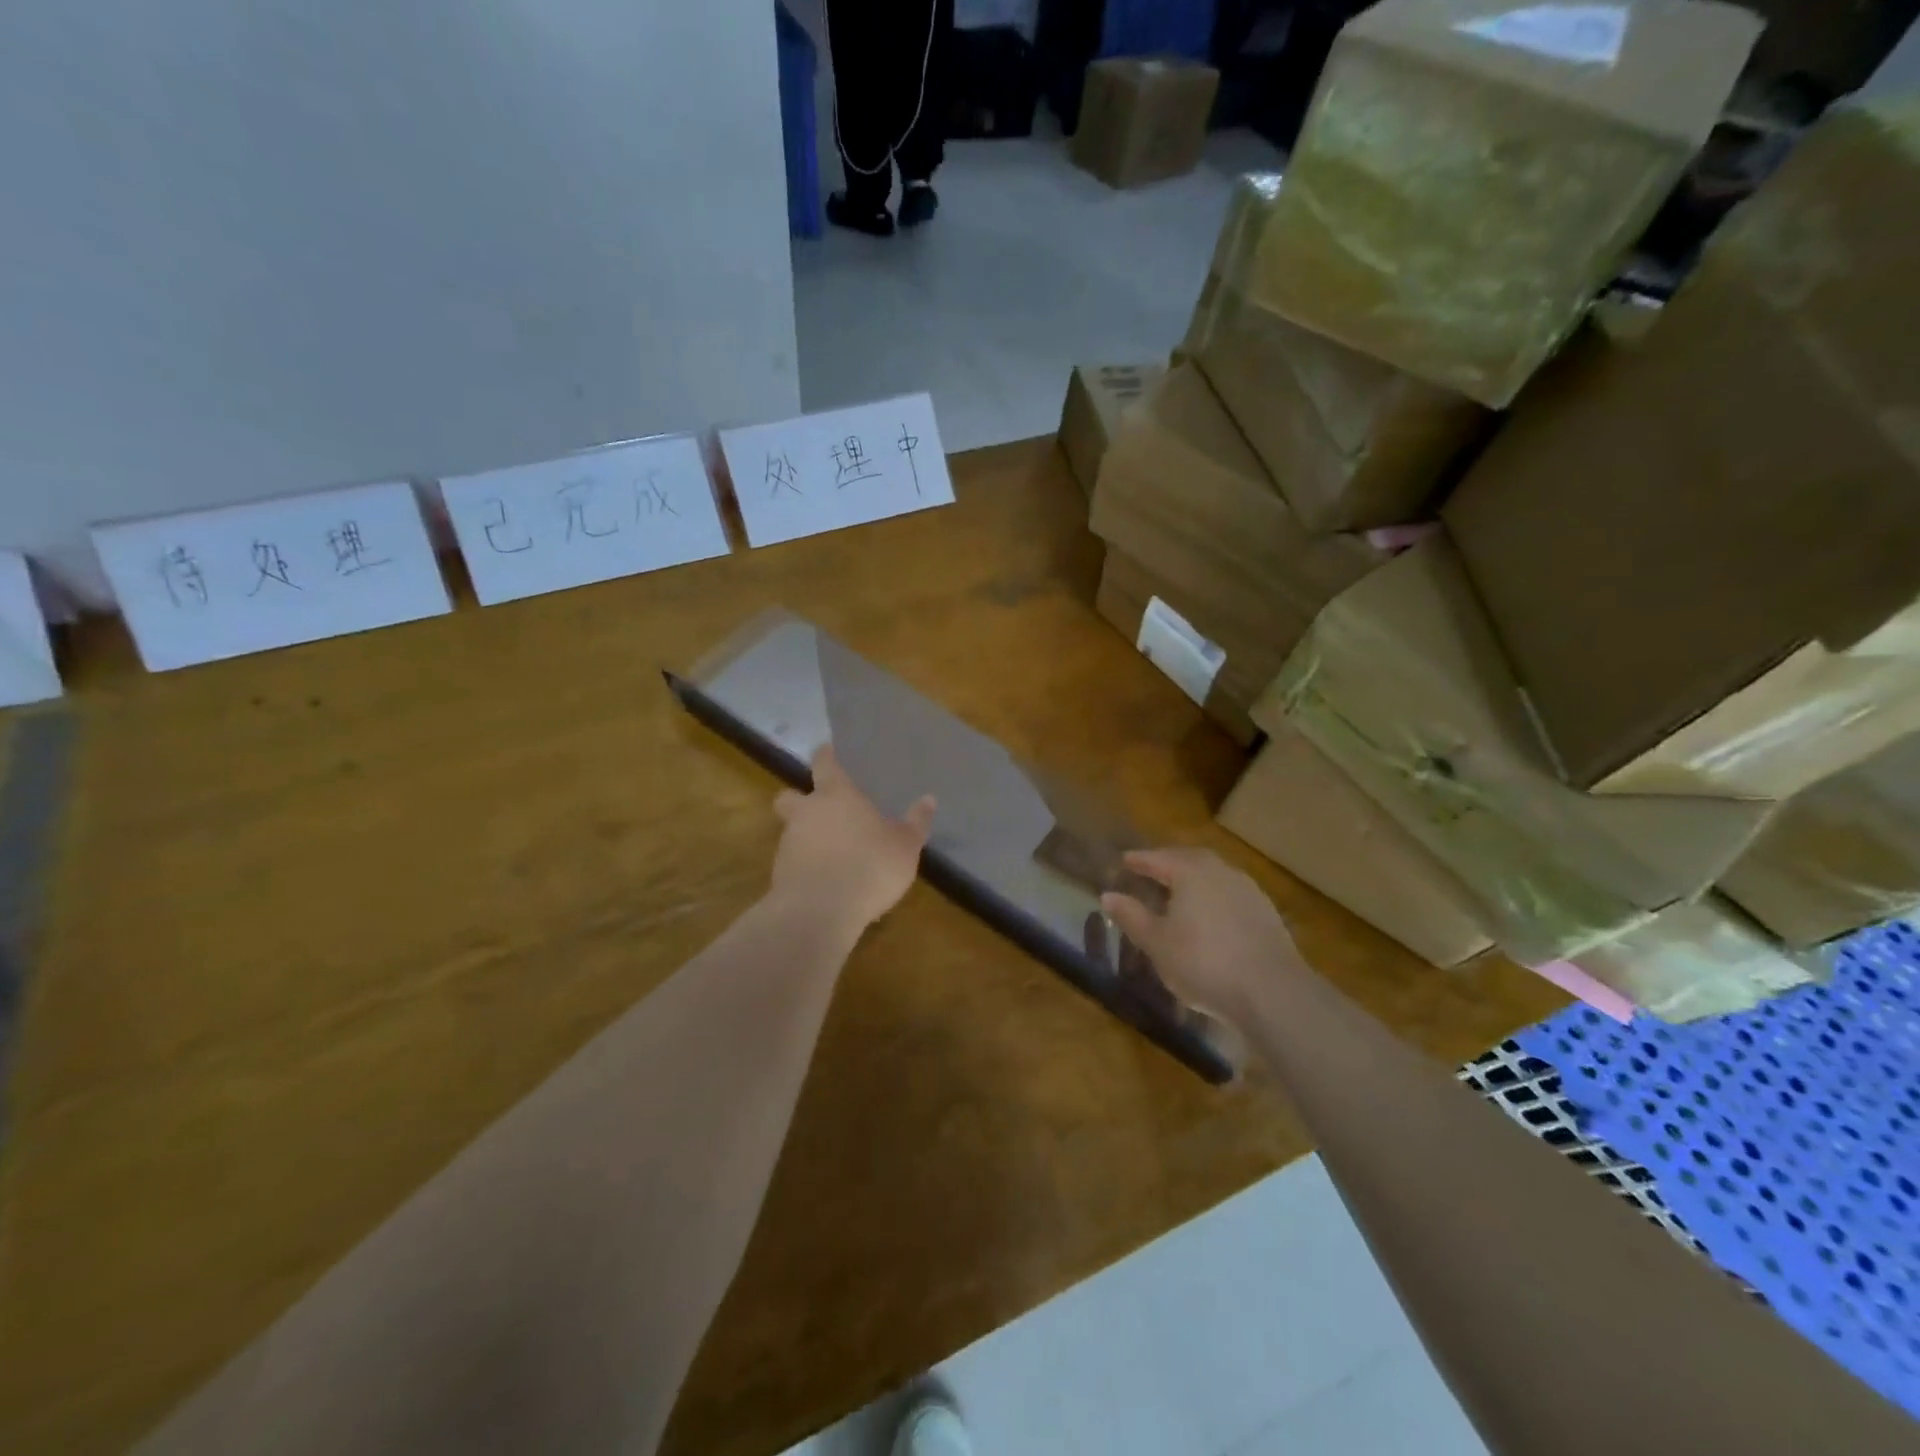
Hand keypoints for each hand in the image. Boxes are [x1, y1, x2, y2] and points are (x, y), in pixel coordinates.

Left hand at [769, 745, 935, 938]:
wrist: (819, 911)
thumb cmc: (869, 866)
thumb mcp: (905, 846)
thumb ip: (915, 823)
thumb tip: (929, 799)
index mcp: (836, 795)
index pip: (824, 764)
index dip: (825, 756)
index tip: (825, 751)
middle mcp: (806, 813)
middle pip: (789, 796)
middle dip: (797, 799)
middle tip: (816, 809)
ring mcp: (788, 844)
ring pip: (790, 831)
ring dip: (805, 838)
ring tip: (830, 855)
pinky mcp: (779, 875)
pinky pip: (792, 863)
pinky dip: (804, 867)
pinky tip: (824, 882)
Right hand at [1101, 848, 1300, 1024]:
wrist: (1272, 991)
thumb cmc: (1203, 962)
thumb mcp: (1157, 943)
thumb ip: (1132, 916)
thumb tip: (1108, 896)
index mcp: (1190, 871)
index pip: (1157, 858)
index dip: (1138, 860)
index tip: (1124, 861)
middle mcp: (1221, 871)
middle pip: (1189, 859)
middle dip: (1168, 863)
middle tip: (1151, 871)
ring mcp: (1248, 890)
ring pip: (1213, 876)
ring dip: (1194, 880)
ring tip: (1179, 893)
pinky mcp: (1267, 913)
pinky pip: (1231, 895)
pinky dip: (1214, 898)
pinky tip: (1210, 917)